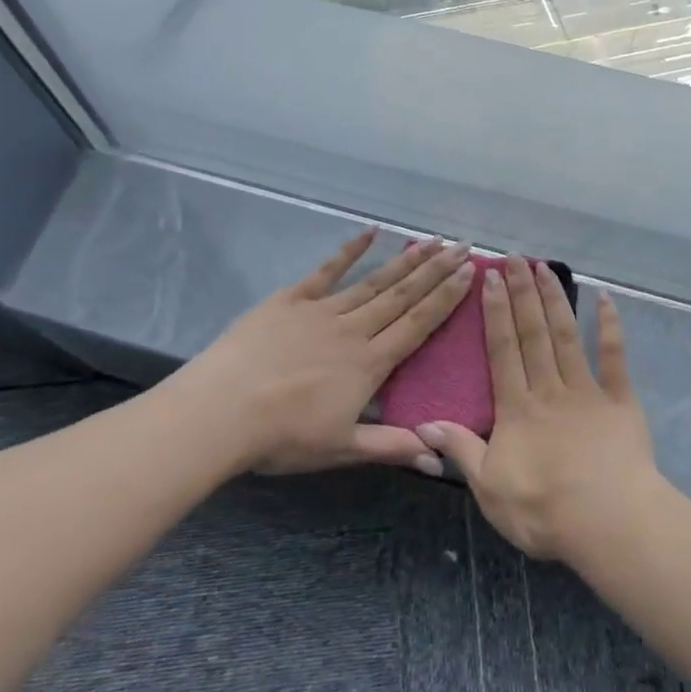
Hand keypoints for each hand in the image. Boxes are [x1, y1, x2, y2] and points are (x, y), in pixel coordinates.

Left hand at [171, 232, 474, 476]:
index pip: (418, 324)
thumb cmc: (282, 436)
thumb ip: (392, 447)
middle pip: (403, 295)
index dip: (446, 298)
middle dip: (436, 270)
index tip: (469, 273)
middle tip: (463, 245)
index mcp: (370, 363)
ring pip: (374, 281)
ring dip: (406, 260)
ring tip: (432, 241)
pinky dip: (350, 251)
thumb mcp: (342, 448)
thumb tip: (441, 459)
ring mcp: (322, 310)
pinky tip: (371, 232)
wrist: (221, 411)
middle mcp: (354, 329)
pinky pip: (326, 271)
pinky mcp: (291, 300)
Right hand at [417, 256, 658, 562]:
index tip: (489, 278)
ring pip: (566, 335)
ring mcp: (587, 390)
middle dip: (522, 293)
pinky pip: (615, 357)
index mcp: (517, 408)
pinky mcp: (620, 400)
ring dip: (555, 299)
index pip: (502, 350)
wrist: (610, 524)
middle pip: (532, 332)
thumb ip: (461, 450)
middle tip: (515, 258)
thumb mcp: (490, 488)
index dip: (494, 313)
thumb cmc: (544, 510)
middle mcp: (549, 388)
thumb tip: (425, 423)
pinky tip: (606, 298)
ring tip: (544, 267)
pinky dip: (610, 326)